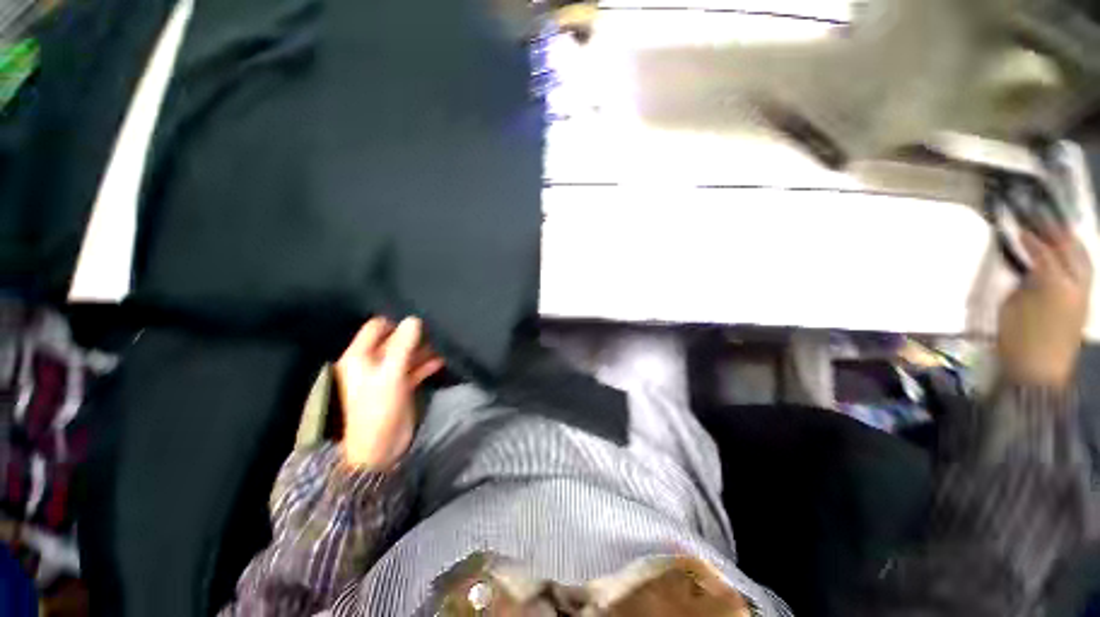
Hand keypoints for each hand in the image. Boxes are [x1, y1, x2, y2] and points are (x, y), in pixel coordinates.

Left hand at [335, 317, 444, 469]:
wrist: (379, 449)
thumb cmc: (378, 409)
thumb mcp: (390, 375)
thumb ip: (403, 346)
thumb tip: (414, 319)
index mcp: (360, 356)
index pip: (376, 327)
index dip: (396, 322)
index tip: (418, 320)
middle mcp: (372, 362)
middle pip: (394, 339)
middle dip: (414, 335)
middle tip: (436, 329)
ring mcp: (387, 374)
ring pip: (407, 353)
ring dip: (423, 349)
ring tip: (443, 343)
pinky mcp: (400, 385)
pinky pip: (414, 367)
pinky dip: (426, 363)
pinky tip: (441, 359)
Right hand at [997, 229, 1091, 389]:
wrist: (1039, 372)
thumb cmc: (1018, 339)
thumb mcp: (1010, 308)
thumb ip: (1022, 284)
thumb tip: (1028, 270)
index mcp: (1053, 283)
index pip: (1044, 252)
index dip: (1032, 239)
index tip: (1020, 230)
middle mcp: (1075, 284)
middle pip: (1072, 251)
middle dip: (1059, 235)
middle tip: (1045, 224)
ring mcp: (1083, 295)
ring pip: (1083, 261)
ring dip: (1072, 246)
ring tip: (1059, 237)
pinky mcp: (1084, 306)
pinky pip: (1084, 274)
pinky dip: (1076, 261)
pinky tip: (1066, 260)